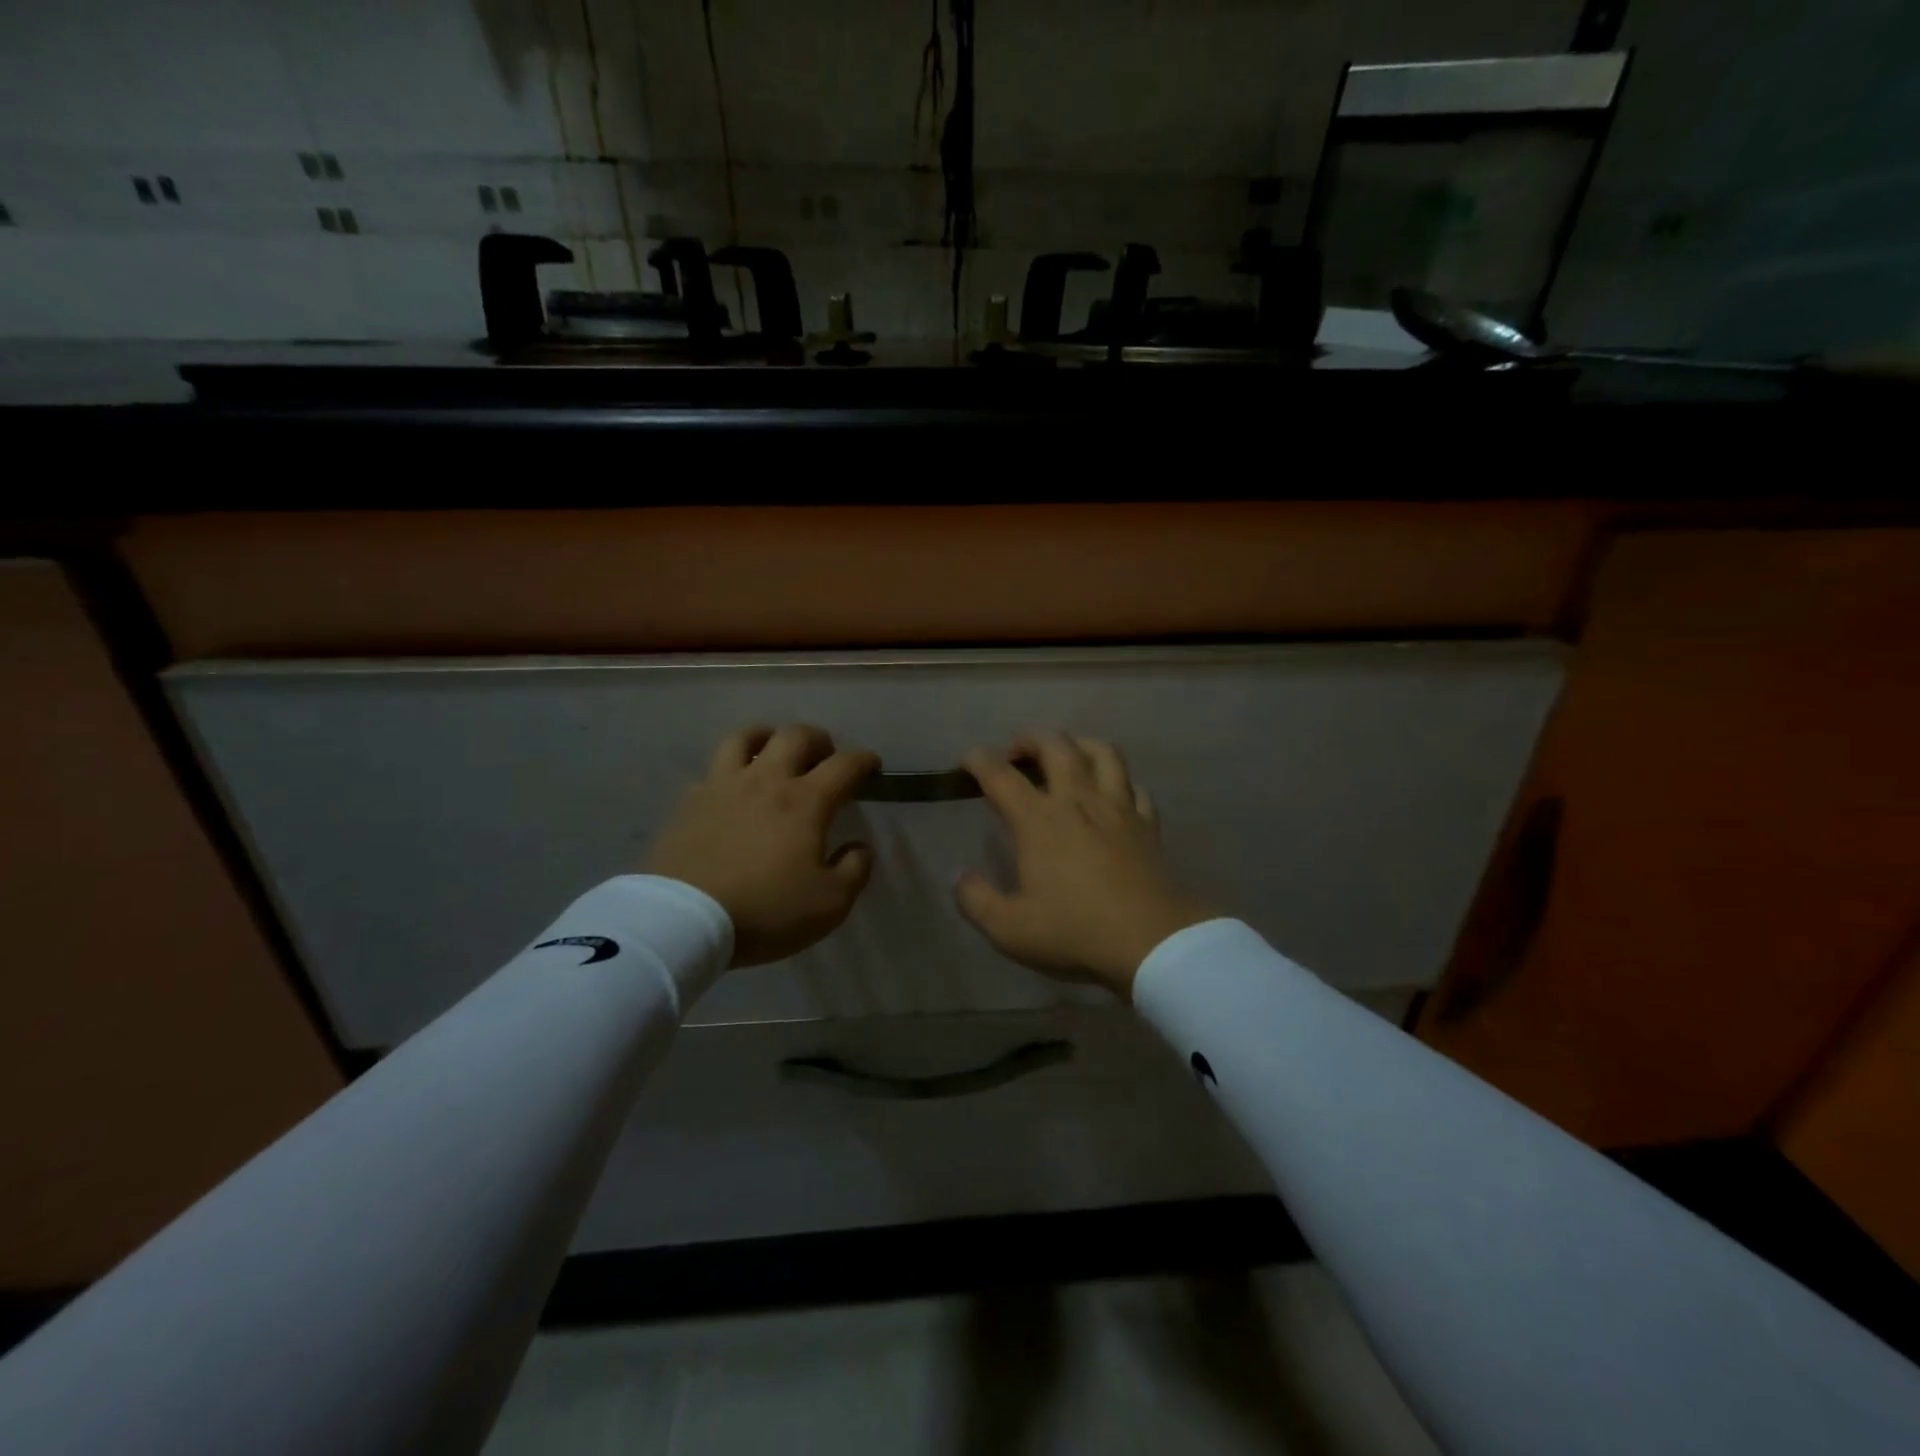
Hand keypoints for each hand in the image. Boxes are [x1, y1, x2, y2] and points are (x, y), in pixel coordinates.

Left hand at [644, 725, 878, 966]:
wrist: (683, 920)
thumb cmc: (765, 911)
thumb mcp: (829, 904)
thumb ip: (854, 870)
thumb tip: (859, 847)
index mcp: (806, 801)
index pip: (844, 765)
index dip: (863, 759)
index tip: (871, 764)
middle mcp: (766, 781)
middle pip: (795, 736)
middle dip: (818, 739)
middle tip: (825, 754)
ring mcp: (723, 786)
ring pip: (746, 738)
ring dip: (767, 737)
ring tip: (773, 750)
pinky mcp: (690, 802)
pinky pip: (713, 770)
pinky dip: (730, 770)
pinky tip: (731, 788)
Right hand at [954, 732, 1217, 998]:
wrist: (1150, 942)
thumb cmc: (1074, 931)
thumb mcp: (1009, 929)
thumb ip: (976, 900)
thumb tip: (958, 876)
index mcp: (1038, 821)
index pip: (1001, 776)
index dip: (980, 761)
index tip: (969, 760)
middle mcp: (1077, 801)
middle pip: (1056, 746)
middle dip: (1031, 739)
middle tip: (1018, 751)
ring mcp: (1118, 808)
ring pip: (1102, 752)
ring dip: (1080, 744)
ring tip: (1068, 754)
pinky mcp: (1148, 824)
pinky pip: (1135, 787)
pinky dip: (1120, 781)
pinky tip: (1114, 793)